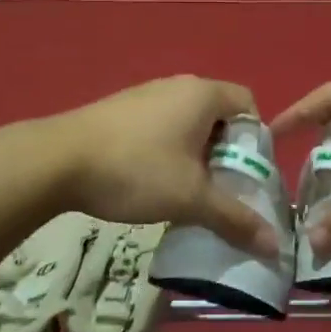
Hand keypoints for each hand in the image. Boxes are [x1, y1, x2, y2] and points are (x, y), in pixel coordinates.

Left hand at [44, 76, 279, 256]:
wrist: (55, 161)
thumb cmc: (135, 170)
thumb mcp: (190, 198)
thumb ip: (234, 218)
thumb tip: (275, 246)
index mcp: (202, 94)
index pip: (248, 105)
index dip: (255, 140)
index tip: (246, 175)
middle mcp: (176, 85)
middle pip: (218, 115)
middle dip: (224, 153)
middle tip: (219, 189)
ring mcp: (144, 94)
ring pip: (186, 123)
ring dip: (194, 155)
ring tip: (185, 191)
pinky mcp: (119, 110)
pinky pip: (159, 126)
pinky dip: (167, 151)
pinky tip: (149, 181)